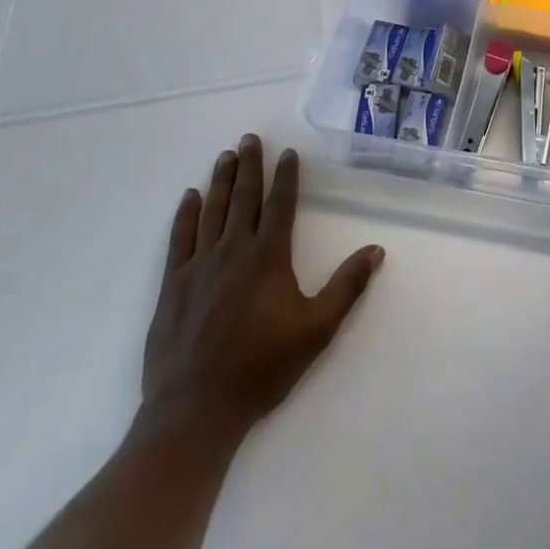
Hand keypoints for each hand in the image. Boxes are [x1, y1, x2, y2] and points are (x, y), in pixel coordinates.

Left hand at [134, 136, 383, 451]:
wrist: (194, 411)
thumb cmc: (261, 369)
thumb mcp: (316, 330)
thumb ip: (346, 287)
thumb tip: (377, 249)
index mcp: (268, 257)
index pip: (280, 204)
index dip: (286, 176)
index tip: (287, 153)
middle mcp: (233, 250)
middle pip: (243, 197)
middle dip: (249, 165)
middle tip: (250, 137)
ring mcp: (199, 265)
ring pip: (212, 210)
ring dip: (220, 180)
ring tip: (225, 155)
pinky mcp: (173, 284)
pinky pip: (180, 238)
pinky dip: (186, 214)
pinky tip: (190, 197)